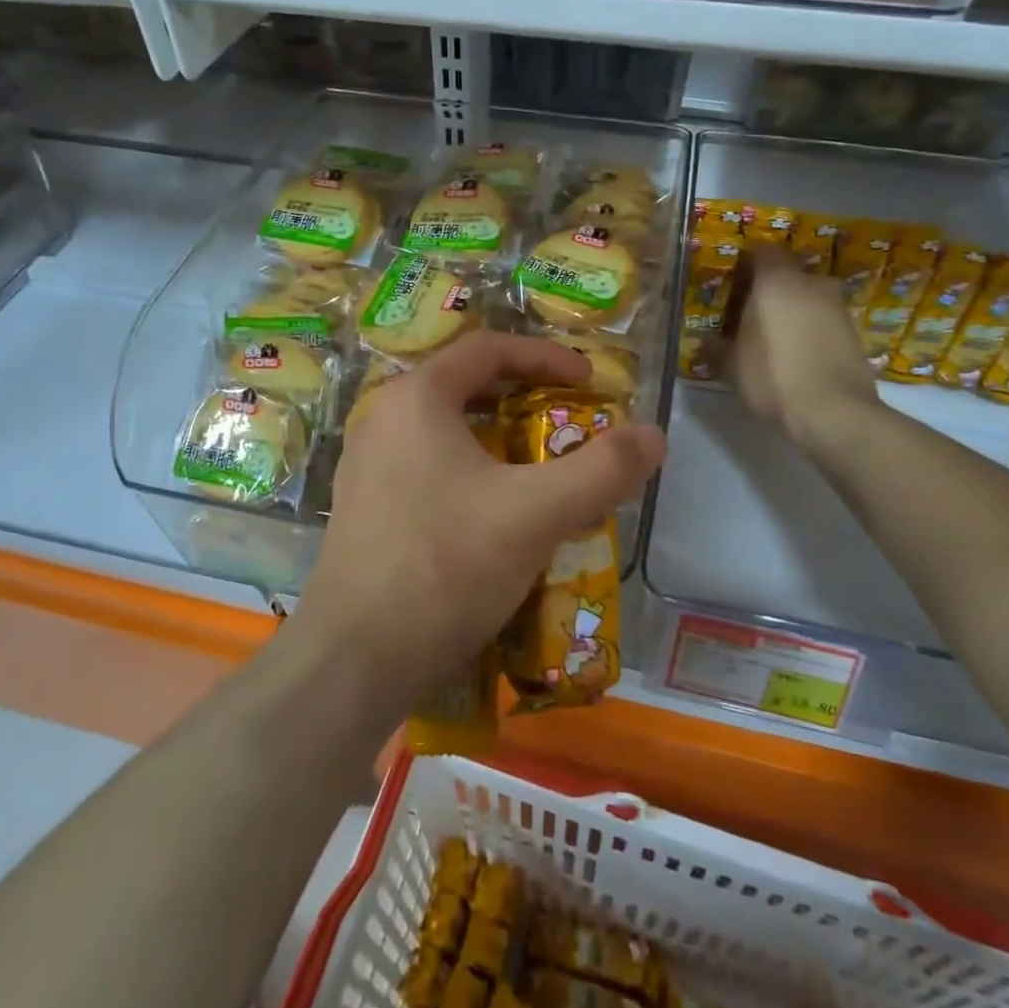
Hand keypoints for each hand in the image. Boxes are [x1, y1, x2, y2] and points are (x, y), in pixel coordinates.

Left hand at [291, 333, 666, 718]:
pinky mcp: (364, 507)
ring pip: (446, 431)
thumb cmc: (444, 565)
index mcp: (416, 398)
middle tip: (570, 420)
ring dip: (498, 439)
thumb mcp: (535, 514)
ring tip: (541, 468)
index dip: (546, 357)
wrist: (354, 659)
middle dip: (524, 397)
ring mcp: (366, 465)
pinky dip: (470, 472)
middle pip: (465, 386)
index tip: (589, 380)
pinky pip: (427, 467)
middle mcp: (383, 418)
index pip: (488, 348)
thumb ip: (601, 470)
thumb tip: (654, 435)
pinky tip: (495, 514)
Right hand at [731, 248, 885, 467]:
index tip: (733, 288)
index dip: (746, 265)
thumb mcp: (731, 365)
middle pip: (787, 274)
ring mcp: (838, 306)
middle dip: (769, 290)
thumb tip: (706, 341)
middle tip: (749, 317)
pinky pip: (824, 319)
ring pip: (808, 297)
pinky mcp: (855, 331)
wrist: (834, 413)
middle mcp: (811, 283)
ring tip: (774, 340)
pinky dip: (810, 329)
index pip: (762, 251)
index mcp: (777, 281)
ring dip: (792, 310)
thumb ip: (716, 347)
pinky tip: (797, 356)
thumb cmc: (772, 377)